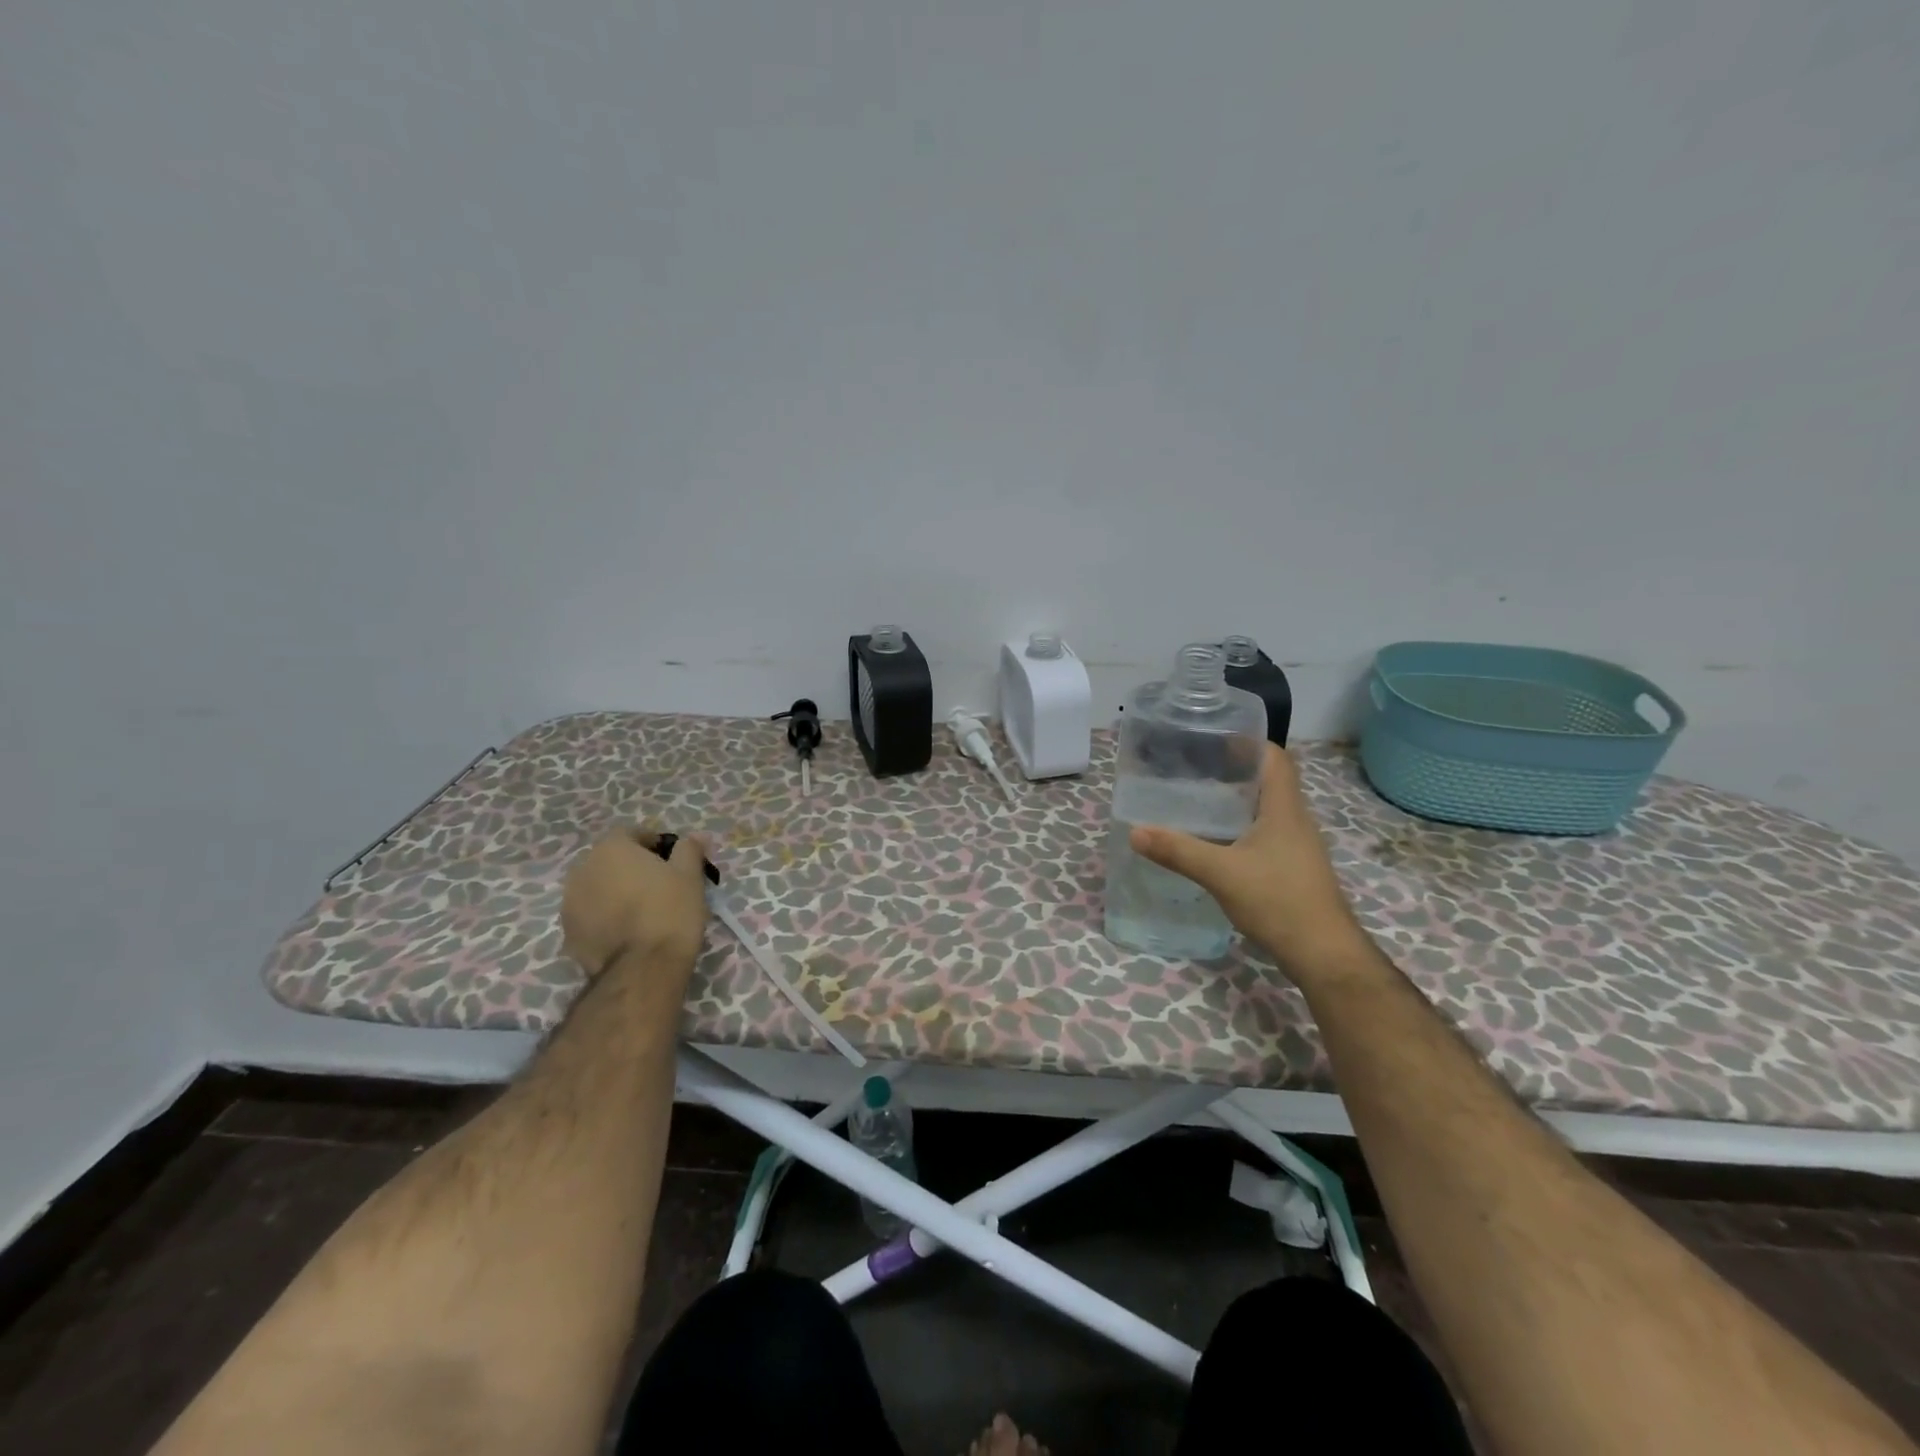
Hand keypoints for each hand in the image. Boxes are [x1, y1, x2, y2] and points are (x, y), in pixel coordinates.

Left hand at [561, 828, 711, 977]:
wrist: (643, 968)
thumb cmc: (670, 910)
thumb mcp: (689, 875)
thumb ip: (689, 849)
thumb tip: (696, 836)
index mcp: (611, 848)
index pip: (631, 833)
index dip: (654, 844)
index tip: (672, 861)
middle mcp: (582, 870)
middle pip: (610, 860)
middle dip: (631, 868)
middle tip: (659, 885)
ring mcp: (569, 904)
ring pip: (597, 888)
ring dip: (616, 892)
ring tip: (642, 911)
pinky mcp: (567, 934)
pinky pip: (590, 916)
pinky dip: (605, 918)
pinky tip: (627, 932)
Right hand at [1129, 743, 1365, 979]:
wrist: (1323, 954)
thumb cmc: (1279, 901)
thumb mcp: (1221, 873)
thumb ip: (1178, 851)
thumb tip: (1135, 832)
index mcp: (1285, 809)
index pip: (1275, 758)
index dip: (1249, 742)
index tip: (1213, 737)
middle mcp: (1295, 821)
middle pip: (1268, 781)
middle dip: (1233, 770)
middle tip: (1193, 767)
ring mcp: (1296, 847)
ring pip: (1265, 810)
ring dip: (1236, 801)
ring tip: (1197, 800)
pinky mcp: (1292, 869)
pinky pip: (1264, 835)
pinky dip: (1239, 829)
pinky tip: (1214, 842)